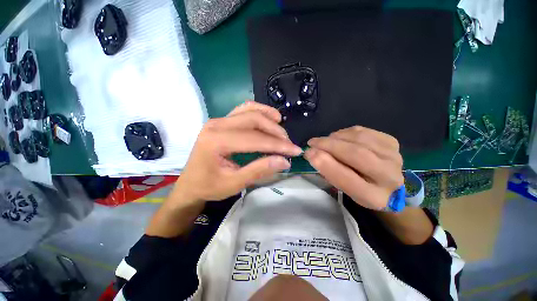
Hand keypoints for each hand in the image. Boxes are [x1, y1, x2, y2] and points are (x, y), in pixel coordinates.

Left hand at [174, 102, 302, 203]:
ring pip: (250, 110)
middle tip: (288, 144)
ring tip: (282, 129)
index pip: (255, 139)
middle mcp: (217, 124)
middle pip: (254, 119)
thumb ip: (259, 170)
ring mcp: (219, 120)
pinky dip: (259, 111)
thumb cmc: (209, 187)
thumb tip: (284, 161)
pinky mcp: (222, 121)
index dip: (278, 145)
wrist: (190, 184)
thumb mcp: (234, 183)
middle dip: (275, 131)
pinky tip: (268, 119)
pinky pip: (243, 110)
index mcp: (216, 141)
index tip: (295, 151)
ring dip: (269, 118)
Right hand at [304, 126, 403, 209]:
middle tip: (312, 143)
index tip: (309, 153)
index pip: (347, 180)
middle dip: (329, 145)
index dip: (326, 164)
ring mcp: (393, 156)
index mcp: (374, 196)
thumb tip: (312, 153)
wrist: (388, 185)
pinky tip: (338, 137)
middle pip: (356, 154)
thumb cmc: (360, 189)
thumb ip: (329, 172)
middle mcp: (389, 176)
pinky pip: (363, 131)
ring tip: (324, 141)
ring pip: (359, 139)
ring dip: (336, 137)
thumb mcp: (344, 189)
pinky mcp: (391, 142)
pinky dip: (345, 132)